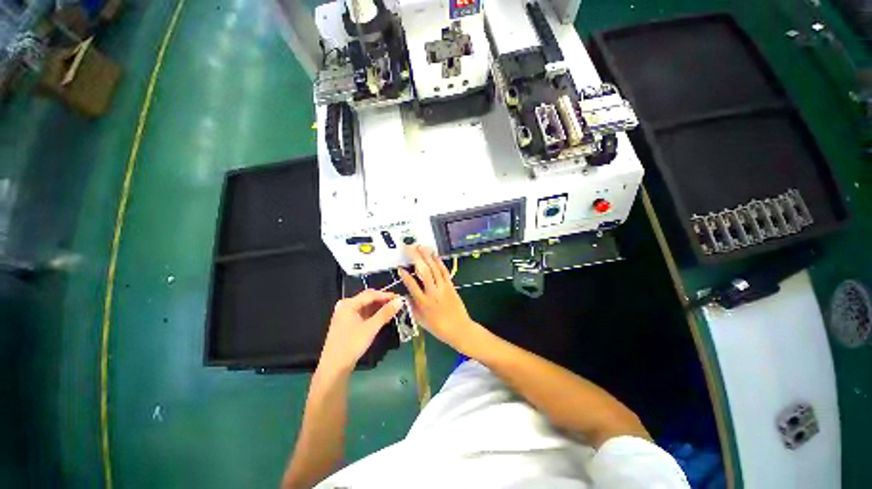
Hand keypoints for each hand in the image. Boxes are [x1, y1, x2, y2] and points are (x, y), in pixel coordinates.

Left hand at [319, 290, 401, 373]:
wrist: (334, 368)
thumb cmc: (351, 345)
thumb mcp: (371, 328)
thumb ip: (385, 313)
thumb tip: (400, 301)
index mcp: (348, 304)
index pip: (371, 294)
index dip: (386, 295)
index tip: (400, 298)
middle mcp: (346, 306)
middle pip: (368, 298)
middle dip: (383, 300)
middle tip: (398, 303)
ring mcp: (346, 314)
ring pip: (366, 306)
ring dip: (379, 307)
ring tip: (393, 309)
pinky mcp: (348, 323)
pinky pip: (363, 313)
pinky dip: (374, 313)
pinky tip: (383, 316)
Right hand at [398, 245, 481, 353]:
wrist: (459, 329)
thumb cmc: (437, 327)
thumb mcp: (420, 320)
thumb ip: (412, 306)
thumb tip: (405, 294)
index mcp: (423, 302)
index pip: (412, 285)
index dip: (405, 276)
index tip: (400, 268)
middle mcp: (432, 293)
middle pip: (424, 272)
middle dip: (416, 258)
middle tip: (410, 248)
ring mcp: (443, 288)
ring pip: (434, 269)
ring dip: (427, 256)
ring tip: (421, 247)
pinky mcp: (451, 286)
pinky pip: (444, 272)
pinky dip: (439, 263)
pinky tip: (435, 256)